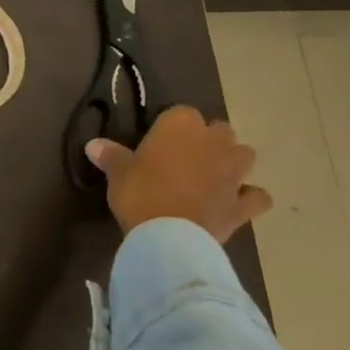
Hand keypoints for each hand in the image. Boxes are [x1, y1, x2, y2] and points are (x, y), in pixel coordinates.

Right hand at [85, 105, 272, 242]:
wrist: (169, 236)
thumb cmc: (140, 193)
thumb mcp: (118, 172)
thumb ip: (110, 155)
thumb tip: (92, 145)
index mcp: (181, 125)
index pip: (181, 113)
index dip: (171, 127)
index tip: (158, 141)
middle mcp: (214, 142)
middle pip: (220, 129)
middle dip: (208, 139)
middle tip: (186, 157)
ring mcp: (234, 172)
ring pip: (244, 154)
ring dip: (233, 161)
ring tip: (215, 174)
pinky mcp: (243, 203)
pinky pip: (257, 196)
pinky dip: (251, 197)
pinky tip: (238, 202)